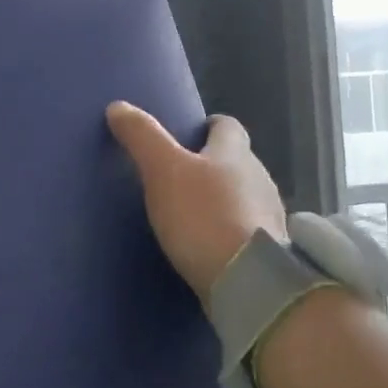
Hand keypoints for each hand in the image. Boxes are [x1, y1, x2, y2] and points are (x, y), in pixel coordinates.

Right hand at [106, 102, 286, 299]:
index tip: (191, 132)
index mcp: (235, 152)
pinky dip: (230, 229)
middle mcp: (259, 177)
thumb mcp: (163, 170)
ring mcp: (268, 215)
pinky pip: (247, 229)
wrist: (248, 281)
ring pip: (244, 194)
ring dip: (224, 198)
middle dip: (214, 163)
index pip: (228, 126)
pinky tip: (210, 243)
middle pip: (238, 161)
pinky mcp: (269, 249)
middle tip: (182, 174)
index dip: (210, 125)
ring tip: (193, 211)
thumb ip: (142, 137)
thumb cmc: (204, 216)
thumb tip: (118, 106)